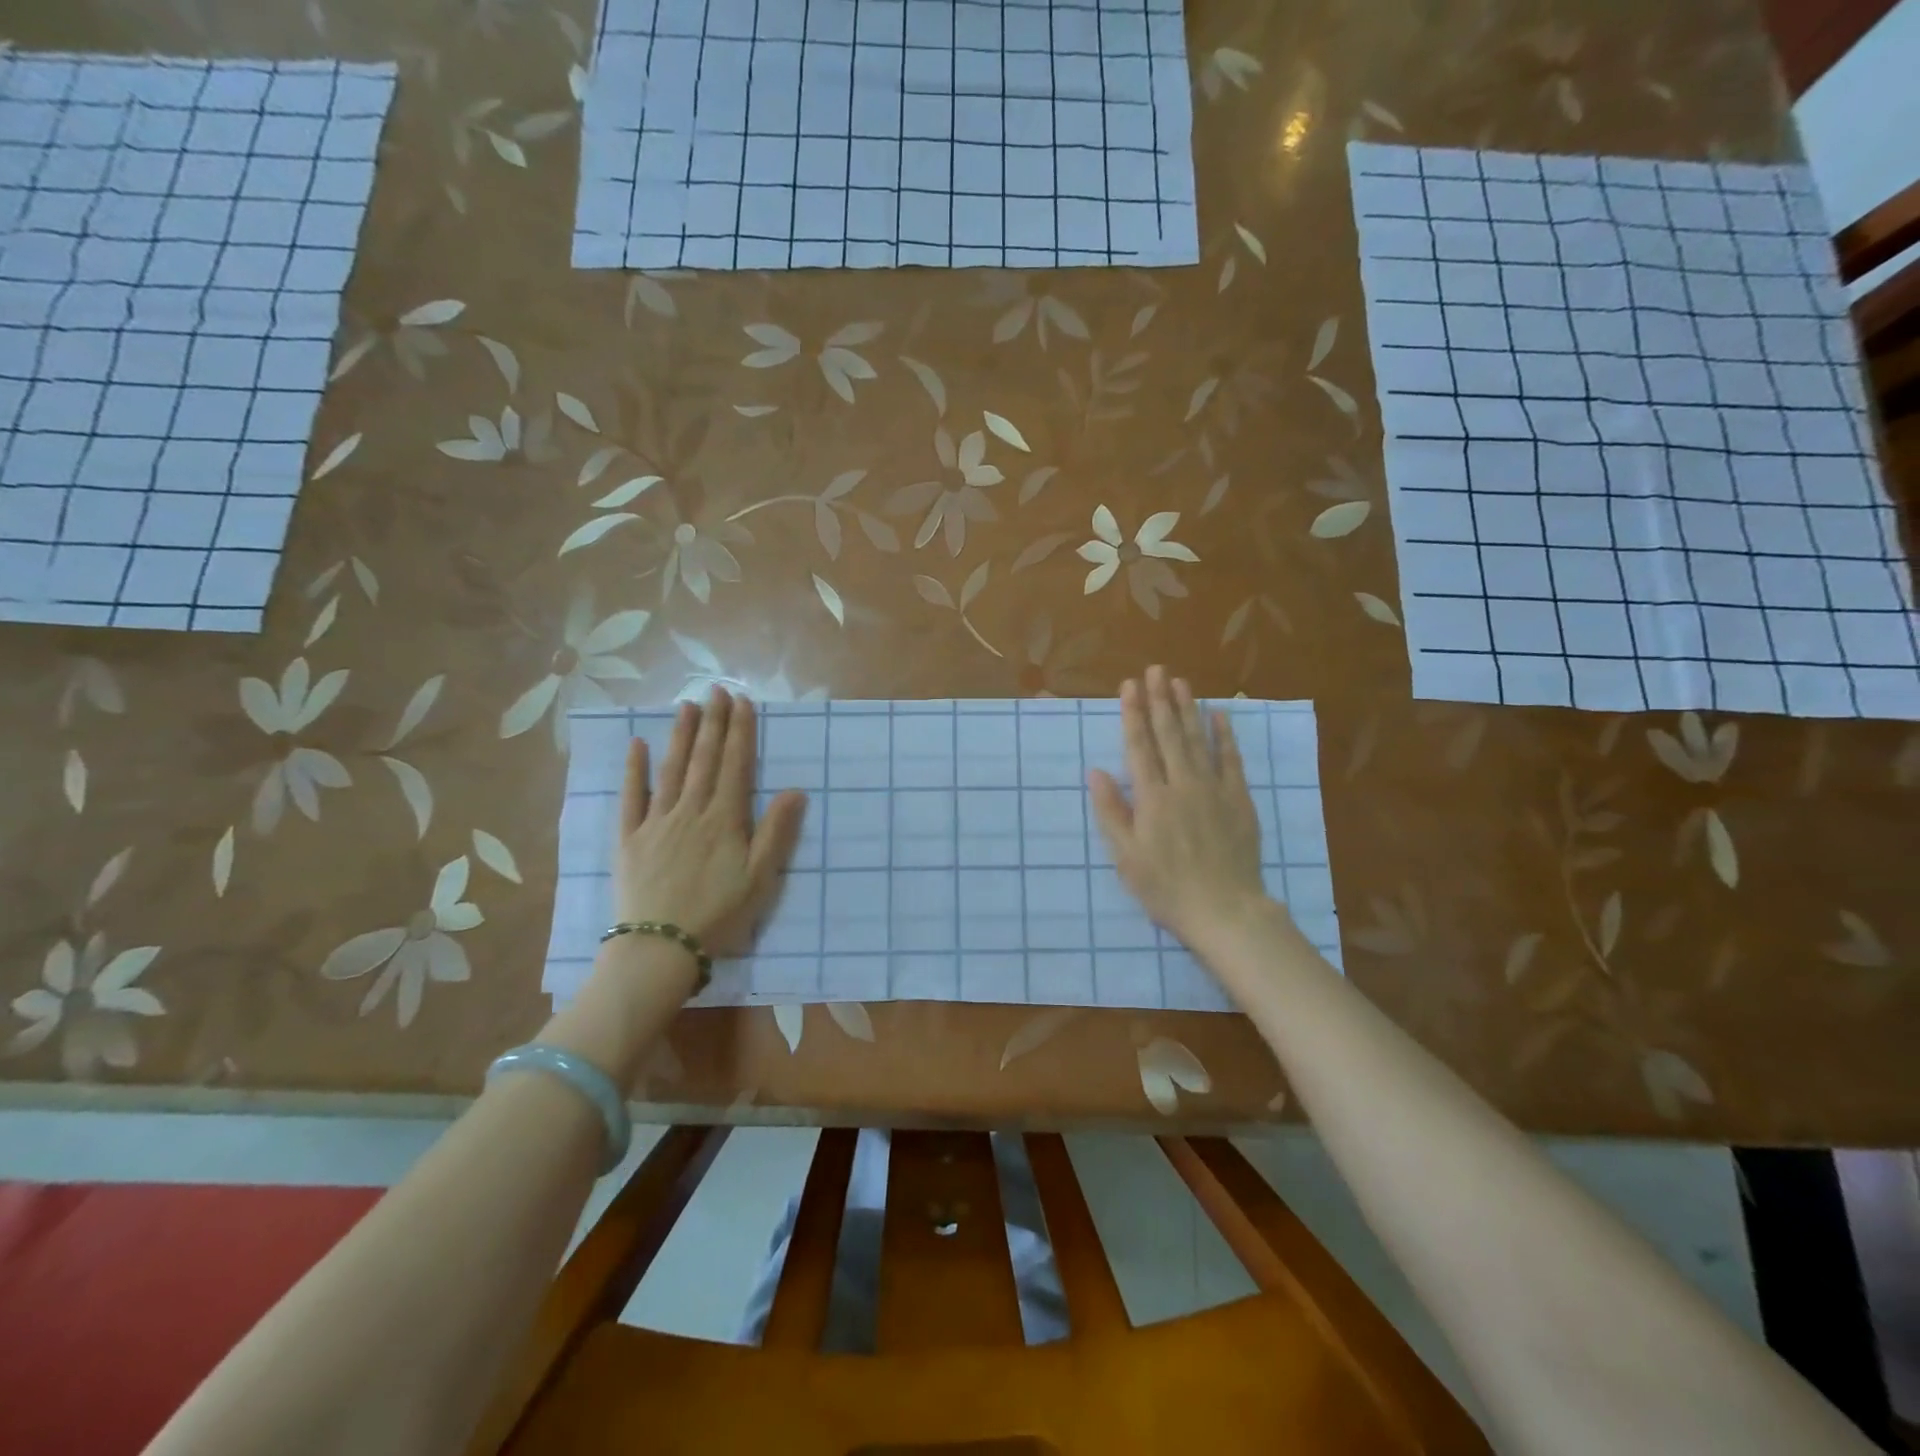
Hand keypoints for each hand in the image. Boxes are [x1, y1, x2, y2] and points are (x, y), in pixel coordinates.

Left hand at [612, 688, 807, 955]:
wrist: (660, 948)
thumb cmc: (719, 915)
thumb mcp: (760, 879)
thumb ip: (776, 832)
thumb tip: (795, 790)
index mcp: (724, 820)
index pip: (735, 766)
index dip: (740, 732)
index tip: (742, 702)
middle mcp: (690, 811)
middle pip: (703, 759)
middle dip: (712, 723)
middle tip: (716, 690)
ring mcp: (656, 822)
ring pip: (670, 770)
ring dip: (680, 736)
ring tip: (686, 706)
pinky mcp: (629, 839)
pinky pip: (631, 798)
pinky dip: (634, 770)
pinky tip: (637, 746)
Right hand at [1087, 666, 1270, 946]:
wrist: (1224, 909)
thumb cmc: (1166, 888)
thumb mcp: (1126, 857)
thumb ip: (1112, 812)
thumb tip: (1096, 771)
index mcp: (1152, 798)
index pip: (1139, 747)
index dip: (1133, 714)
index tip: (1129, 686)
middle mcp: (1182, 785)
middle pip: (1169, 735)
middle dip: (1160, 700)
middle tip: (1156, 670)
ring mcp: (1214, 789)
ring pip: (1198, 740)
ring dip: (1188, 709)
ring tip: (1180, 682)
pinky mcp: (1239, 800)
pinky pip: (1231, 760)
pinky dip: (1225, 736)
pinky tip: (1219, 715)